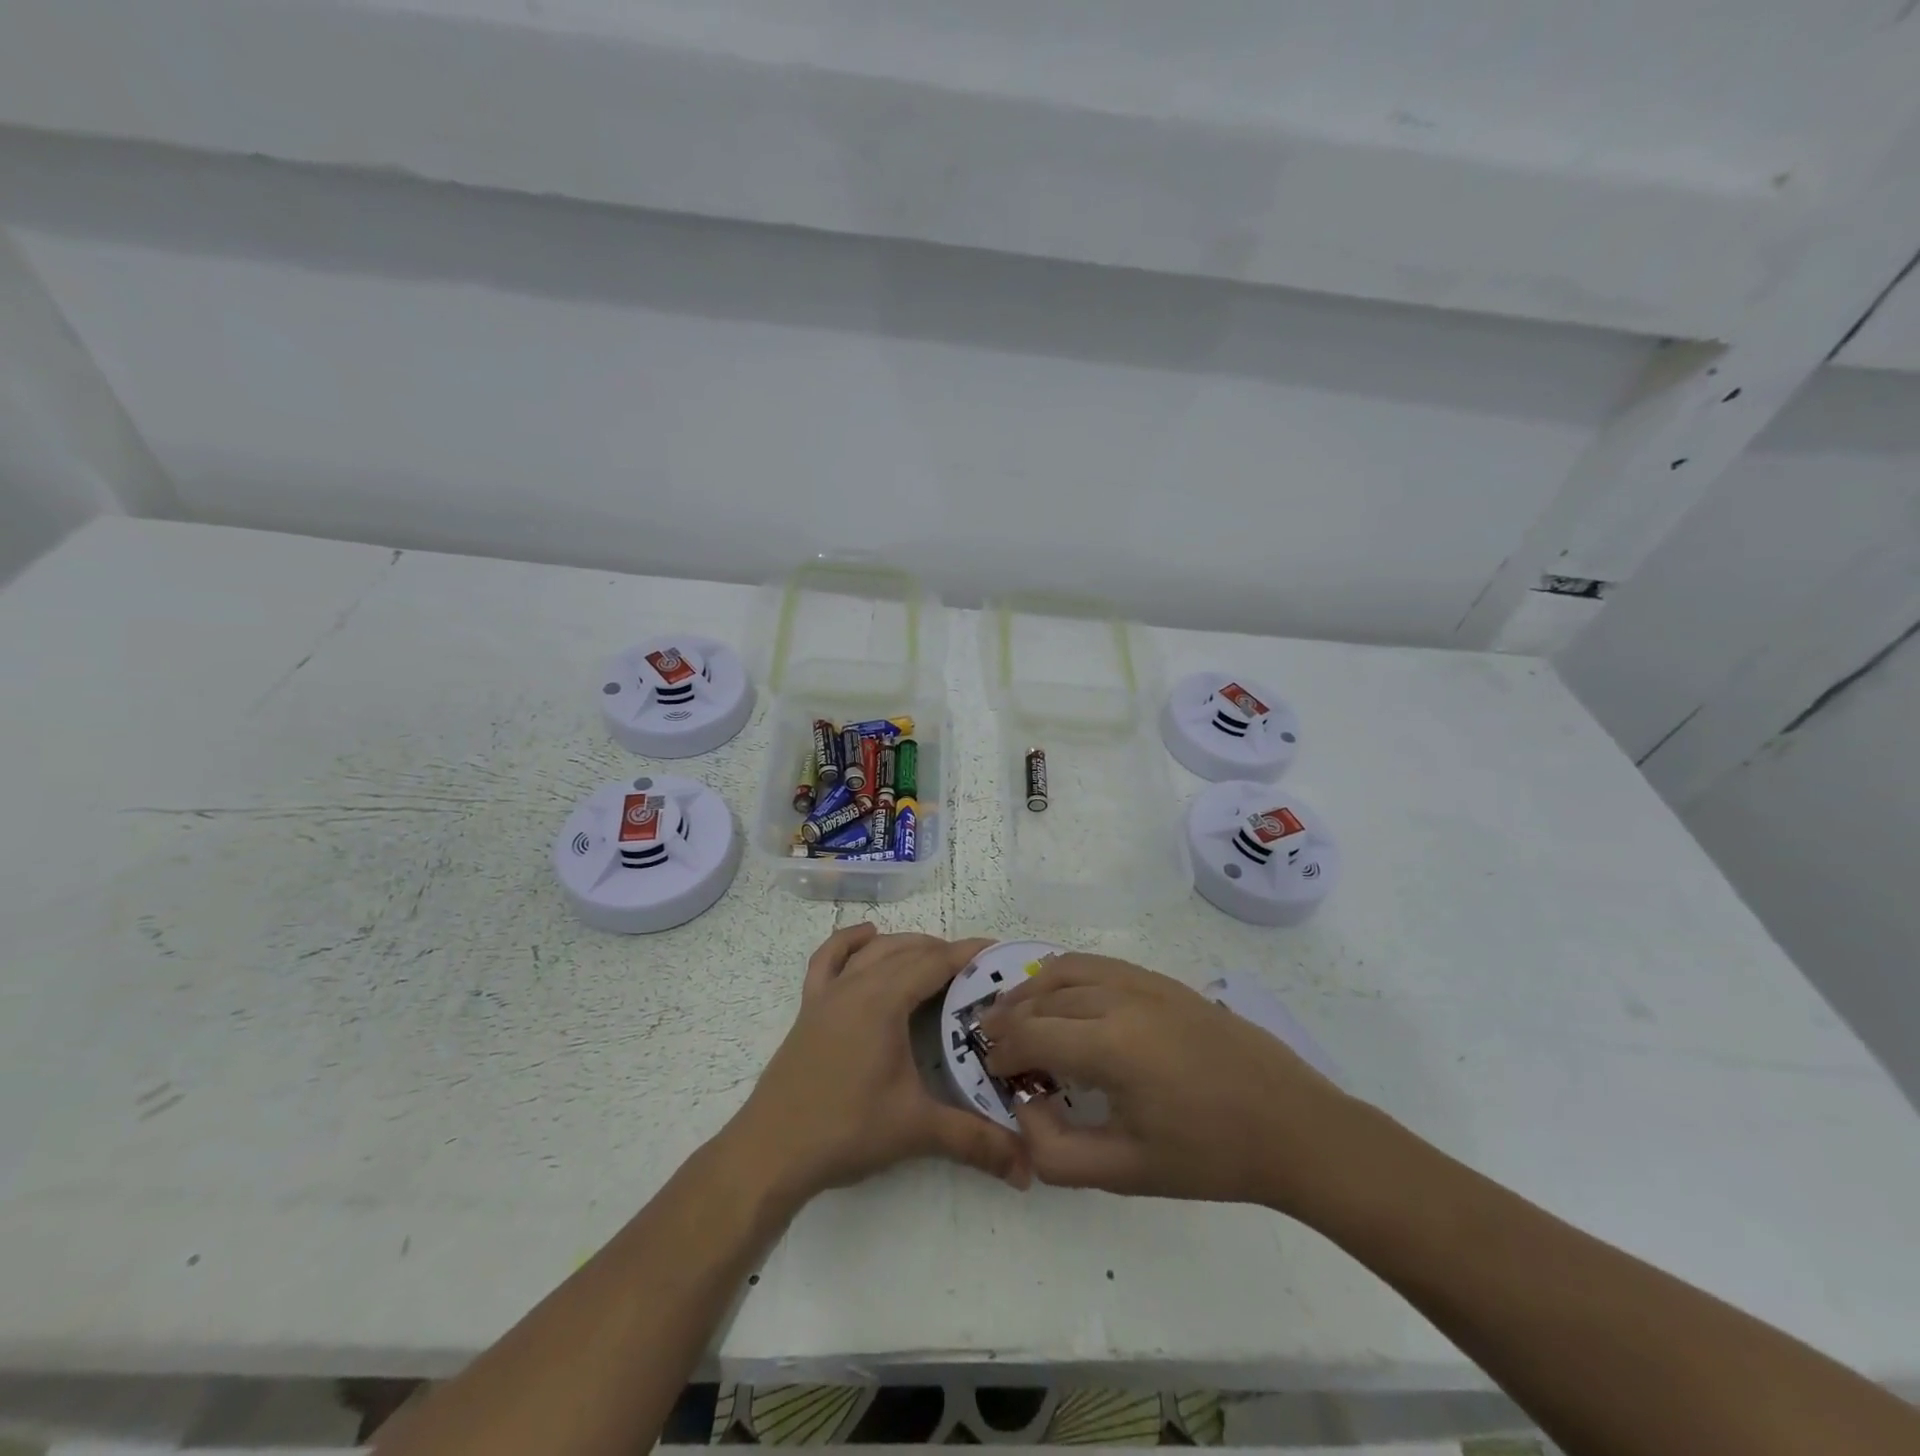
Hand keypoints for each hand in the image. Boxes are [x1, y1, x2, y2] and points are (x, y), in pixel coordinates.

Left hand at [726, 924, 1030, 1205]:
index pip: (934, 963)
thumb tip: (1029, 1168)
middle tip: (976, 971)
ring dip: (905, 945)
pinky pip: (828, 959)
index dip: (968, 954)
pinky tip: (865, 936)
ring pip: (873, 951)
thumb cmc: (846, 1130)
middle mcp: (856, 985)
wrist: (770, 1151)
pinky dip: (849, 942)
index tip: (998, 950)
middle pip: (906, 951)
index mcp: (883, 1001)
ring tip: (933, 957)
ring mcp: (828, 994)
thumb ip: (975, 1141)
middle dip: (943, 952)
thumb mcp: (916, 1130)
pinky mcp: (809, 1008)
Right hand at [980, 954, 1351, 1210]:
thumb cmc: (1210, 1156)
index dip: (1001, 1051)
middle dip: (1010, 1019)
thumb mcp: (1128, 1172)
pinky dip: (1068, 974)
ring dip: (1034, 989)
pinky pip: (1100, 965)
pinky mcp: (1163, 980)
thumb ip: (1058, 1152)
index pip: (1031, 1033)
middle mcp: (1121, 999)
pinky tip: (1066, 996)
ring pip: (1069, 970)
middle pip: (1044, 997)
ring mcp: (1144, 982)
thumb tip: (1023, 1113)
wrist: (1293, 1126)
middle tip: (993, 1044)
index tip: (990, 1070)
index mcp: (1111, 1045)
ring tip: (1018, 1013)